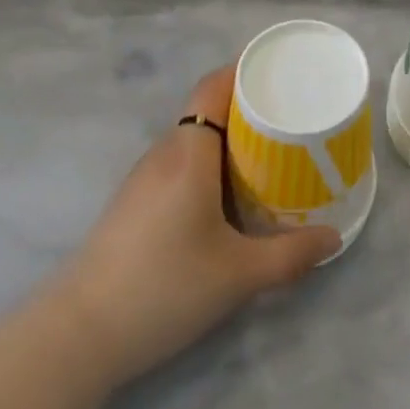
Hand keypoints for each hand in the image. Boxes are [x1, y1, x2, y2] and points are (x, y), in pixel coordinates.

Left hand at [51, 66, 339, 388]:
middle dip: (247, 109)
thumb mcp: (237, 276)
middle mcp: (164, 152)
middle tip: (288, 120)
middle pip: (207, 109)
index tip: (281, 76)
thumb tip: (333, 238)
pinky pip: (178, 163)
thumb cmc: (163, 288)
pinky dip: (207, 164)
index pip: (214, 85)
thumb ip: (290, 255)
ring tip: (266, 156)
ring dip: (226, 139)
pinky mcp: (131, 203)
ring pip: (192, 139)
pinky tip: (225, 197)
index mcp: (189, 151)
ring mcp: (142, 178)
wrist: (76, 337)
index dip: (245, 72)